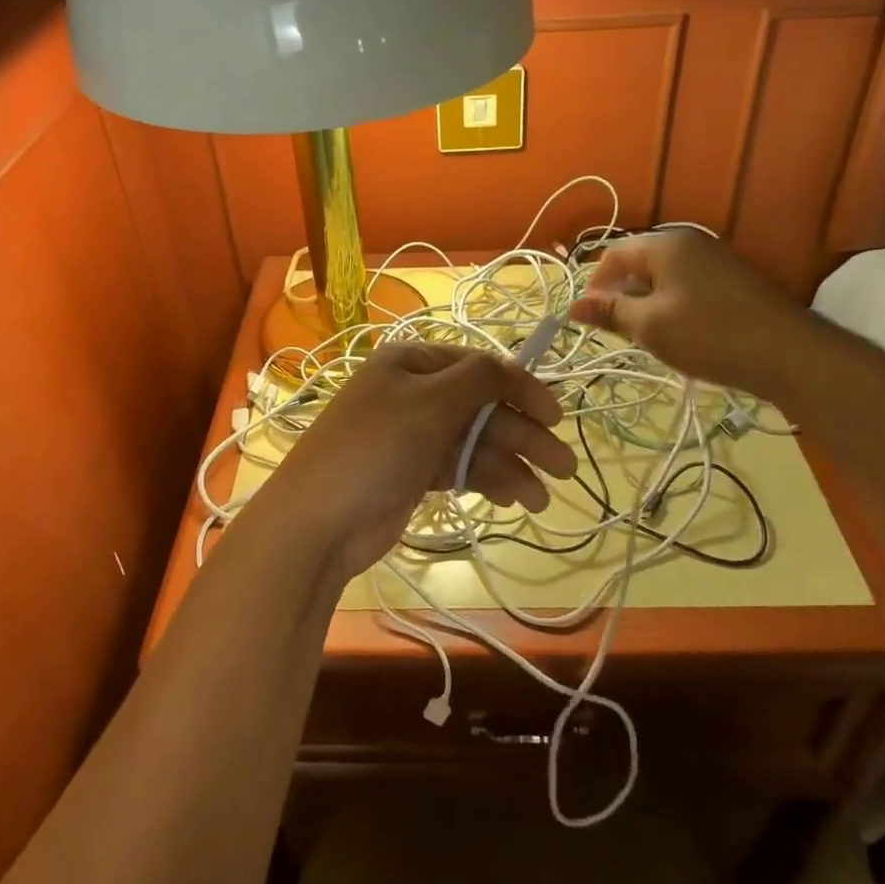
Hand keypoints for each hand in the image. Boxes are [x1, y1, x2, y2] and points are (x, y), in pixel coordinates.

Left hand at [249, 342, 576, 578]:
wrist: (319, 521)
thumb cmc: (376, 448)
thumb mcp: (430, 402)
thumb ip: (480, 379)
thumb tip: (514, 367)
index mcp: (412, 362)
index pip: (479, 366)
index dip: (521, 388)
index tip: (556, 417)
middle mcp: (413, 393)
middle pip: (482, 407)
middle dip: (523, 434)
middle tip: (565, 467)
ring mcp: (412, 435)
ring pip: (474, 441)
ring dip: (511, 465)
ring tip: (542, 498)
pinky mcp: (413, 473)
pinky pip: (460, 467)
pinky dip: (487, 480)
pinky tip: (516, 499)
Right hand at [569, 231, 823, 398]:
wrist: (789, 354)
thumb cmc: (709, 335)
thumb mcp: (650, 326)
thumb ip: (610, 312)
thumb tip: (573, 305)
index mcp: (665, 245)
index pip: (613, 256)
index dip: (595, 286)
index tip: (591, 320)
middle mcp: (689, 242)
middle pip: (638, 263)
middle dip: (621, 295)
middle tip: (619, 331)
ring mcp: (714, 259)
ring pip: (662, 277)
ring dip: (646, 303)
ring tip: (646, 336)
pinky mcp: (731, 279)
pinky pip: (686, 285)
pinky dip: (672, 305)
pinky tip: (677, 333)